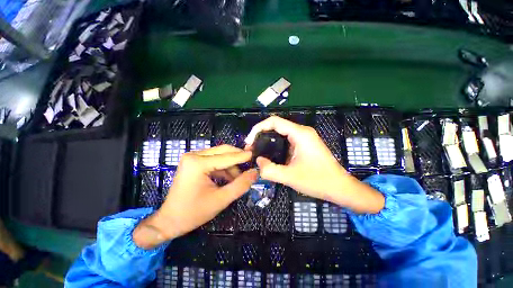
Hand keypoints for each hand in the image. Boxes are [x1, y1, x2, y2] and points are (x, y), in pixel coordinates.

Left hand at [133, 145, 257, 248]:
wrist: (169, 221)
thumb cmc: (193, 212)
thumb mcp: (221, 200)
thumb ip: (240, 185)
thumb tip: (255, 172)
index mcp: (198, 163)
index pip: (227, 157)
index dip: (243, 157)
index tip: (255, 154)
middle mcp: (194, 155)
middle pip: (223, 151)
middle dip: (237, 158)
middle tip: (250, 163)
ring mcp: (192, 158)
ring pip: (219, 155)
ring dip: (231, 165)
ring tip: (239, 178)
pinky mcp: (193, 162)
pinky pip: (214, 160)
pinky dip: (223, 168)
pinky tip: (229, 178)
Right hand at [245, 116, 383, 213]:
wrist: (340, 187)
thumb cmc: (318, 181)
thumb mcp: (290, 177)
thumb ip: (269, 170)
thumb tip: (258, 161)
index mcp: (300, 134)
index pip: (274, 121)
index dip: (258, 128)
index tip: (249, 141)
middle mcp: (302, 131)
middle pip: (276, 126)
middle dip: (261, 134)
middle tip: (251, 148)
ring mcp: (304, 138)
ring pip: (281, 133)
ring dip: (268, 140)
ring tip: (258, 151)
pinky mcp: (305, 144)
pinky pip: (286, 140)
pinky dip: (275, 145)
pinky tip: (270, 154)